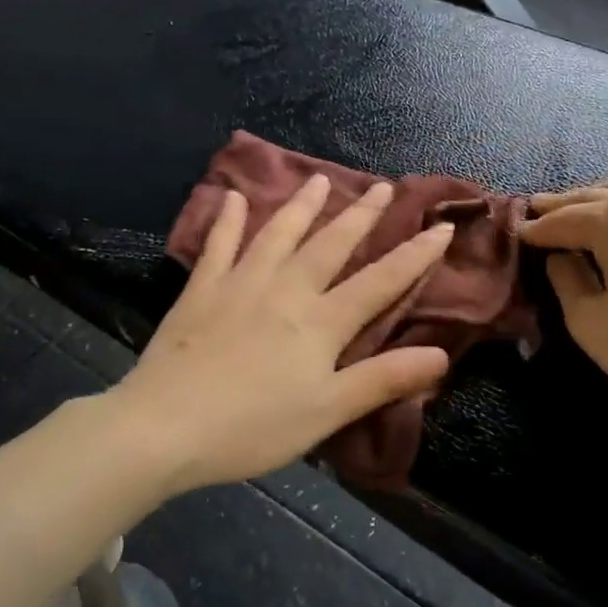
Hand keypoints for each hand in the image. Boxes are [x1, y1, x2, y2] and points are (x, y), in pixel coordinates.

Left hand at [105, 175, 454, 491]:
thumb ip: (382, 379)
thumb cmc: (254, 427)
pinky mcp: (201, 290)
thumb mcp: (328, 411)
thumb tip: (441, 355)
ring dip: (302, 205)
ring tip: (320, 179)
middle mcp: (286, 289)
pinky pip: (218, 246)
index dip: (414, 255)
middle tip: (383, 186)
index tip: (441, 226)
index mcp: (321, 322)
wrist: (166, 426)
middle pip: (331, 244)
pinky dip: (227, 220)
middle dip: (361, 215)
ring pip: (278, 234)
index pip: (380, 281)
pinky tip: (231, 197)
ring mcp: (240, 284)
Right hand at [518, 174, 607, 448]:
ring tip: (587, 209)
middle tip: (539, 210)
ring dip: (605, 195)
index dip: (536, 228)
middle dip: (565, 203)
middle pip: (599, 194)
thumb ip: (567, 279)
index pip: (564, 218)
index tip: (517, 233)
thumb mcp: (591, 324)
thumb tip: (562, 255)